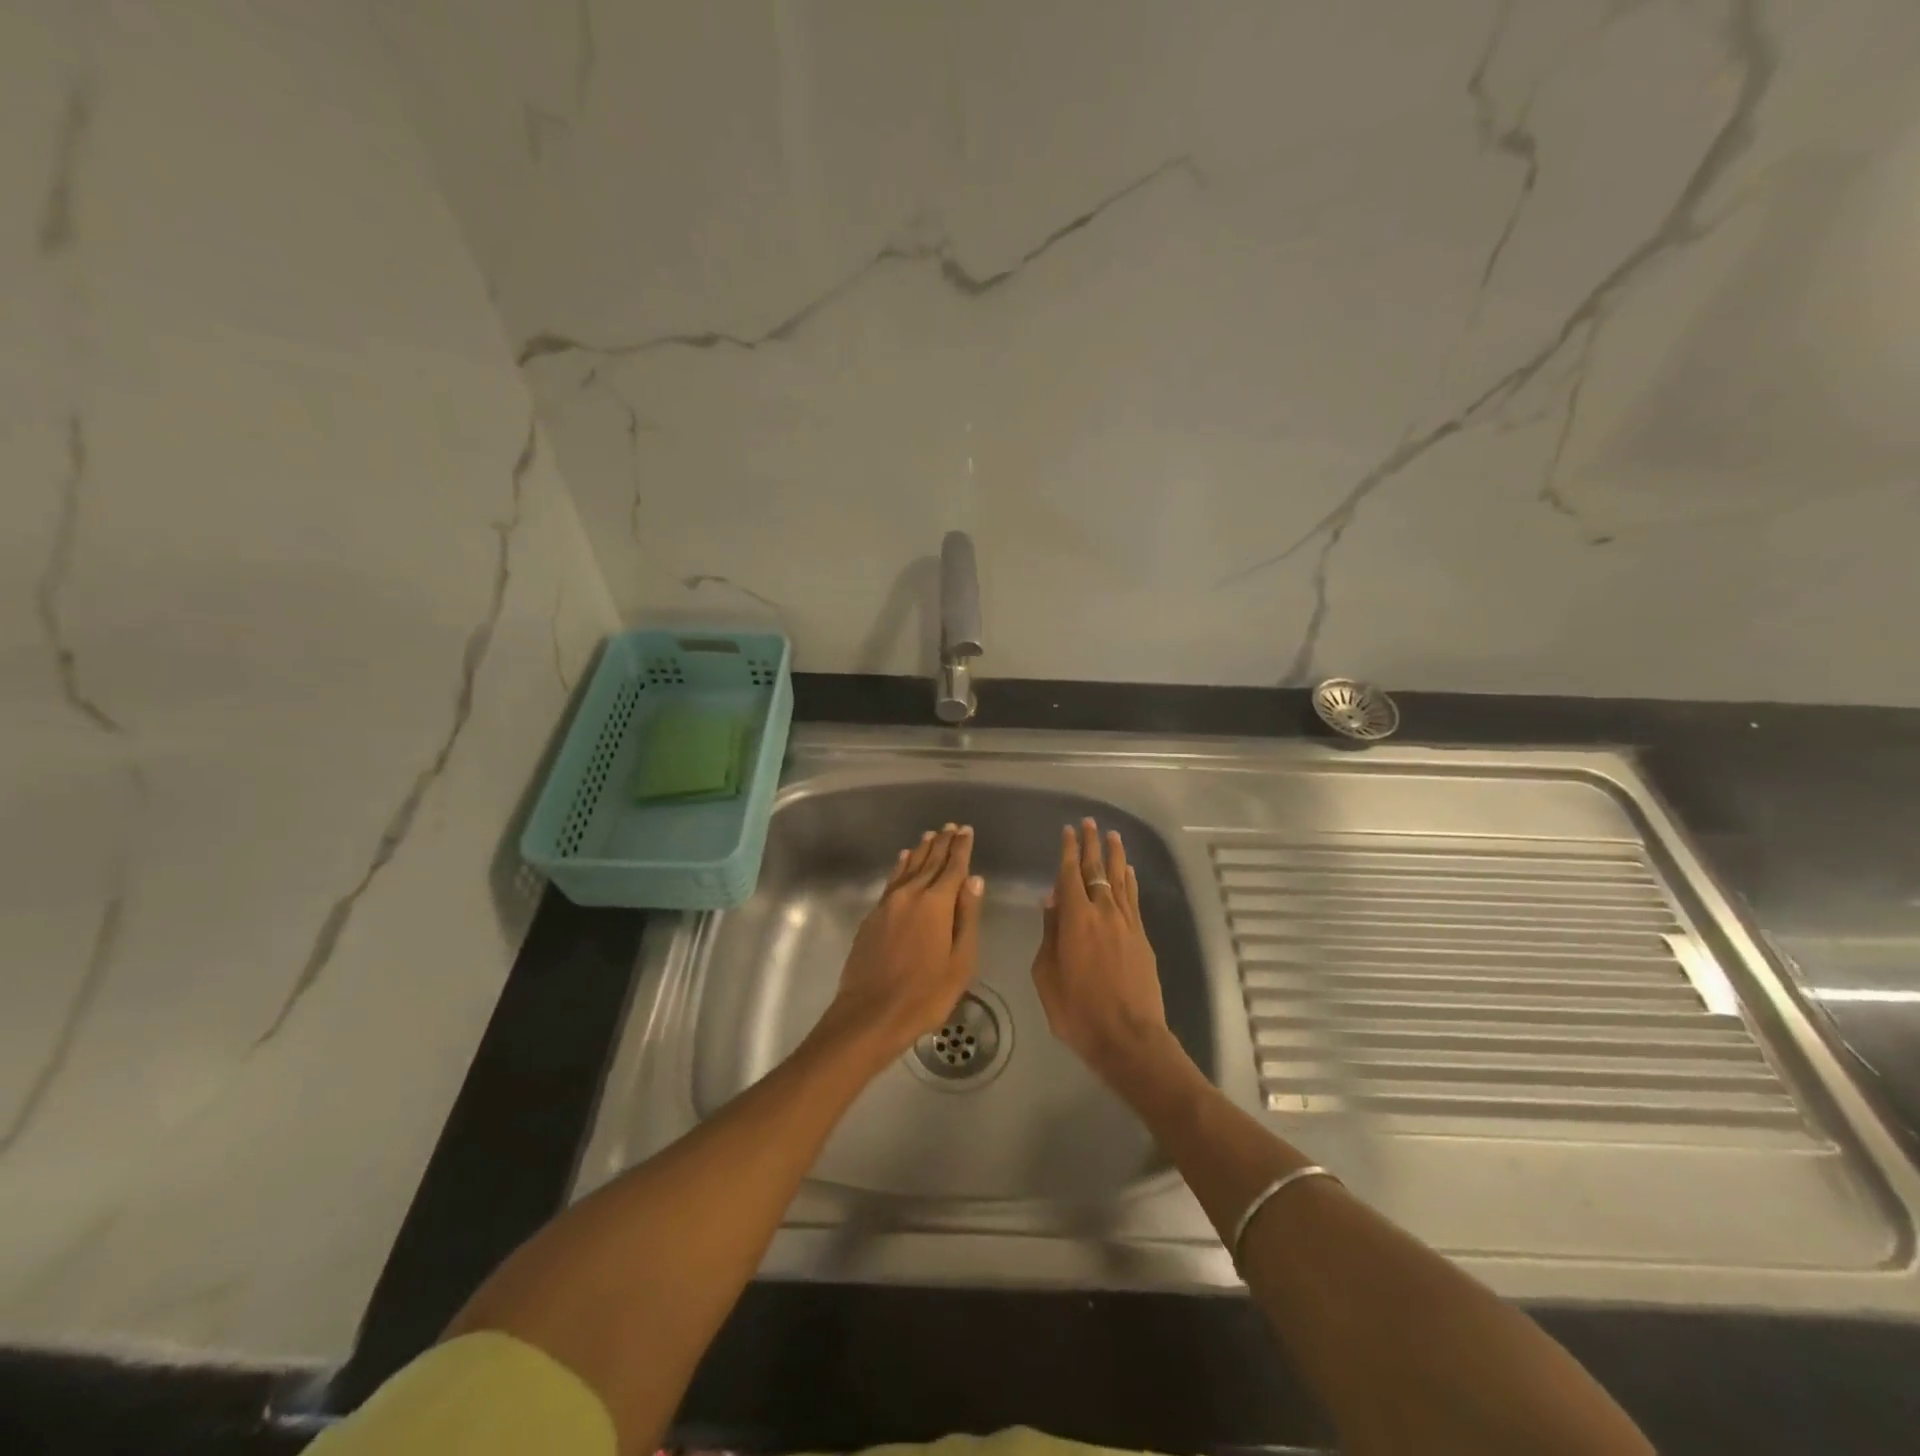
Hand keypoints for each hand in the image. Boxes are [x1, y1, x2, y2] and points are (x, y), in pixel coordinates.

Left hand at [819, 824, 984, 1064]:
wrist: (870, 1014)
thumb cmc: (925, 994)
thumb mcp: (960, 961)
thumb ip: (967, 917)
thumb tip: (974, 880)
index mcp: (936, 904)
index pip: (953, 867)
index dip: (961, 848)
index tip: (966, 830)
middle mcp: (911, 895)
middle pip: (929, 861)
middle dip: (942, 843)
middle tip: (951, 826)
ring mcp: (888, 904)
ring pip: (908, 867)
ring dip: (921, 850)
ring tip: (929, 835)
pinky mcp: (872, 916)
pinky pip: (891, 881)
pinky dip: (900, 866)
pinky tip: (903, 860)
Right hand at [1030, 818, 1169, 1082]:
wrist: (1128, 1038)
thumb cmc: (1077, 1011)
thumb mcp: (1047, 975)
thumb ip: (1049, 934)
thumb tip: (1051, 900)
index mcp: (1075, 919)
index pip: (1070, 874)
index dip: (1068, 850)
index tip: (1069, 830)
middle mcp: (1103, 912)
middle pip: (1097, 870)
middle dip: (1092, 845)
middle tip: (1090, 823)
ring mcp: (1127, 924)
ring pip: (1120, 880)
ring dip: (1115, 856)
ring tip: (1113, 836)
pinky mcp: (1142, 938)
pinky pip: (1134, 900)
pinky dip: (1130, 882)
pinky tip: (1128, 872)